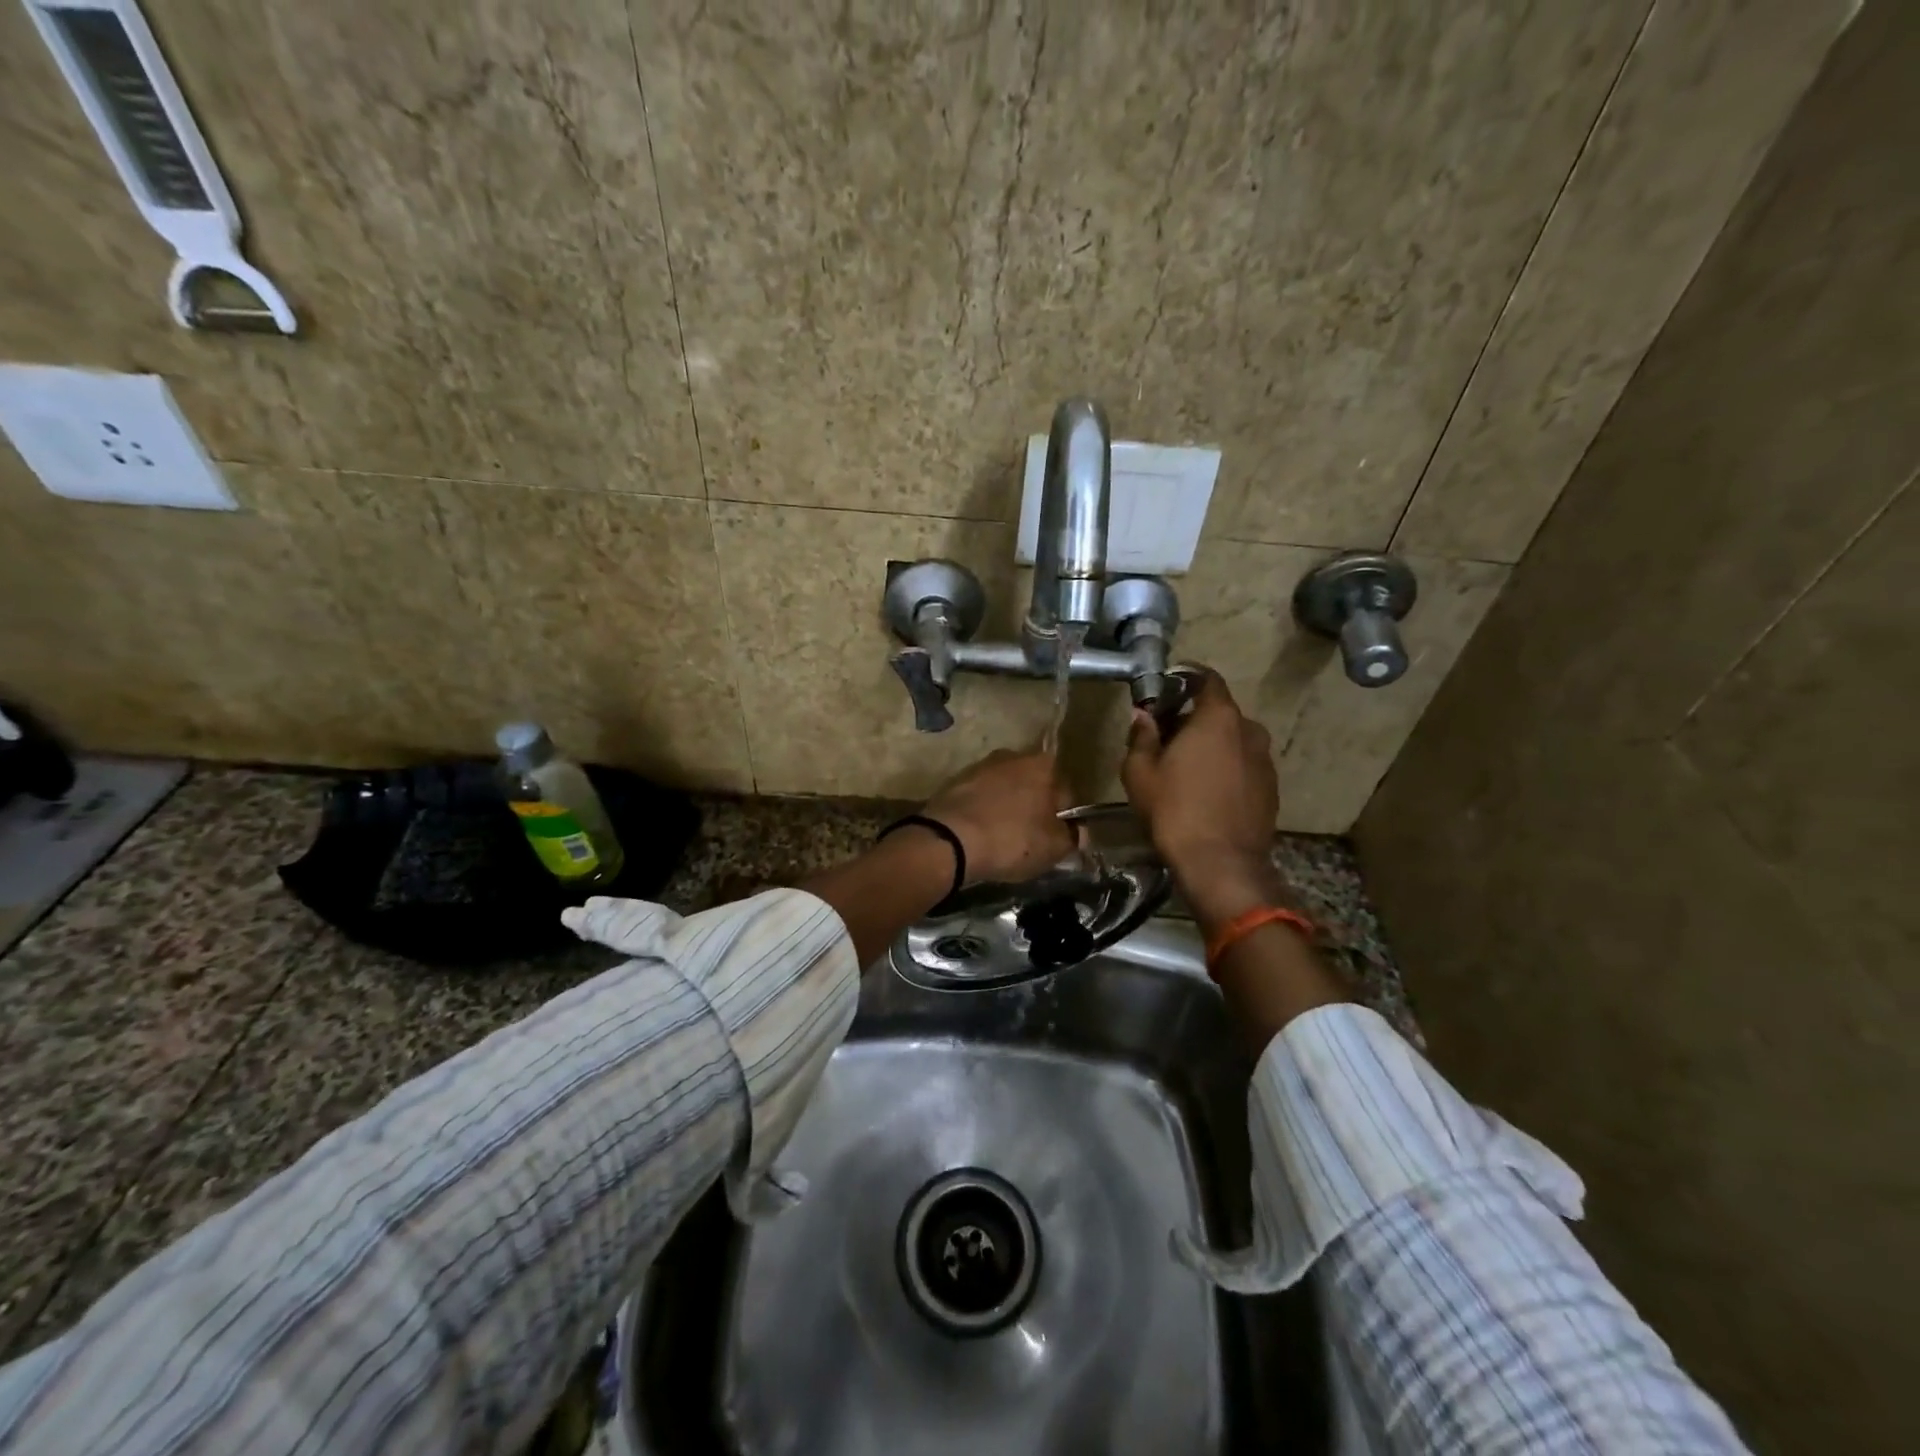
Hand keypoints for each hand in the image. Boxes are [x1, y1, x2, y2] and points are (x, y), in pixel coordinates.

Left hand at [923, 749, 1073, 885]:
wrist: (949, 840)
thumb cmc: (1011, 839)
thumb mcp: (1053, 848)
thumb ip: (1073, 838)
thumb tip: (1079, 832)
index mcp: (1044, 765)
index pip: (1066, 793)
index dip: (1065, 820)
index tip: (1057, 840)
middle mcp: (1013, 755)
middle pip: (1034, 787)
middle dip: (1035, 810)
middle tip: (1030, 841)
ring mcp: (981, 766)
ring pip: (1005, 791)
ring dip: (1007, 809)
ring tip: (1002, 840)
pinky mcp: (955, 781)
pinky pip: (980, 799)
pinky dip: (983, 812)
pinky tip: (980, 834)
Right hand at [1121, 670, 1284, 925]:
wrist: (1221, 863)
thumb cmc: (1175, 810)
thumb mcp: (1140, 772)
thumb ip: (1142, 736)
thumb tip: (1144, 716)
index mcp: (1218, 718)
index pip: (1207, 679)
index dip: (1185, 679)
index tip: (1165, 688)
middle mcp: (1250, 730)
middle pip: (1219, 713)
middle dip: (1193, 719)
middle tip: (1166, 737)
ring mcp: (1265, 761)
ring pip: (1233, 741)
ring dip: (1212, 746)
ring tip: (1185, 768)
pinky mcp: (1271, 788)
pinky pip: (1243, 766)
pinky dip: (1226, 768)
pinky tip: (1206, 791)